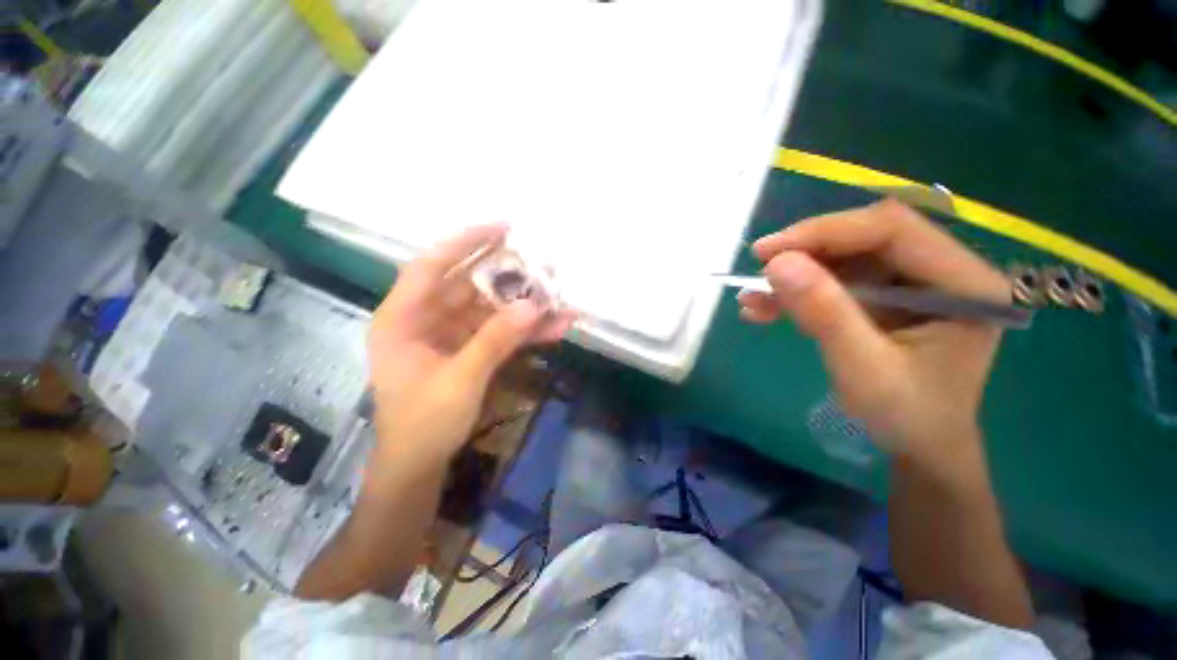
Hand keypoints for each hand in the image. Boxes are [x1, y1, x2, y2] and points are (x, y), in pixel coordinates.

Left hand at [367, 224, 573, 471]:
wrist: (421, 464)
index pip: (432, 266)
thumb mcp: (460, 380)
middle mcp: (426, 319)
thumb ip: (495, 340)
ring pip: (491, 310)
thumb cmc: (424, 423)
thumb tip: (531, 306)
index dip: (466, 242)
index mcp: (403, 318)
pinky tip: (556, 327)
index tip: (503, 228)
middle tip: (542, 263)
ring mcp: (452, 335)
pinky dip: (526, 331)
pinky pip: (500, 333)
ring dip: (524, 306)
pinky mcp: (471, 350)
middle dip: (508, 276)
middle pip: (469, 286)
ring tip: (559, 295)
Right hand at [743, 200, 1008, 465]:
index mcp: (965, 282)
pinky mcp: (885, 295)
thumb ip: (824, 314)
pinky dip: (796, 292)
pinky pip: (834, 280)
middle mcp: (943, 270)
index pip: (893, 229)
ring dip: (794, 277)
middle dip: (806, 252)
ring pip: (843, 258)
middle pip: (865, 237)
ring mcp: (912, 281)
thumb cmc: (906, 416)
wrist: (917, 445)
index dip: (826, 232)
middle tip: (758, 271)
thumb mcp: (863, 369)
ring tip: (753, 300)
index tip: (768, 252)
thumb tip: (777, 264)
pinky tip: (764, 308)